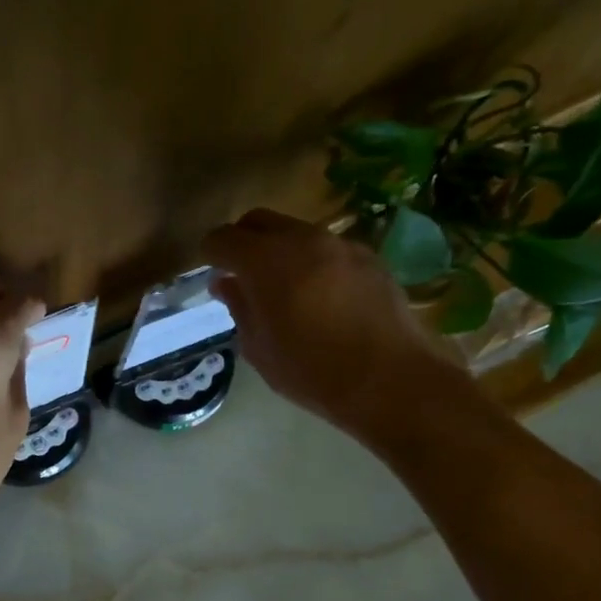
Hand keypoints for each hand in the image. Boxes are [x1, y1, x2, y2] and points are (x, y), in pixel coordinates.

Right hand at [202, 208, 471, 451]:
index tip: (210, 273)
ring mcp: (340, 244)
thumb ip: (240, 308)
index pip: (223, 239)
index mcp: (266, 261)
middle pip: (259, 221)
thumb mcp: (259, 348)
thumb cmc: (312, 371)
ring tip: (280, 288)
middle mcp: (303, 239)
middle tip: (240, 275)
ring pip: (295, 232)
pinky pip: (326, 248)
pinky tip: (318, 297)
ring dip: (279, 251)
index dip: (210, 253)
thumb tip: (225, 284)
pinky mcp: (369, 257)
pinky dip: (311, 262)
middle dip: (243, 241)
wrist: (390, 379)